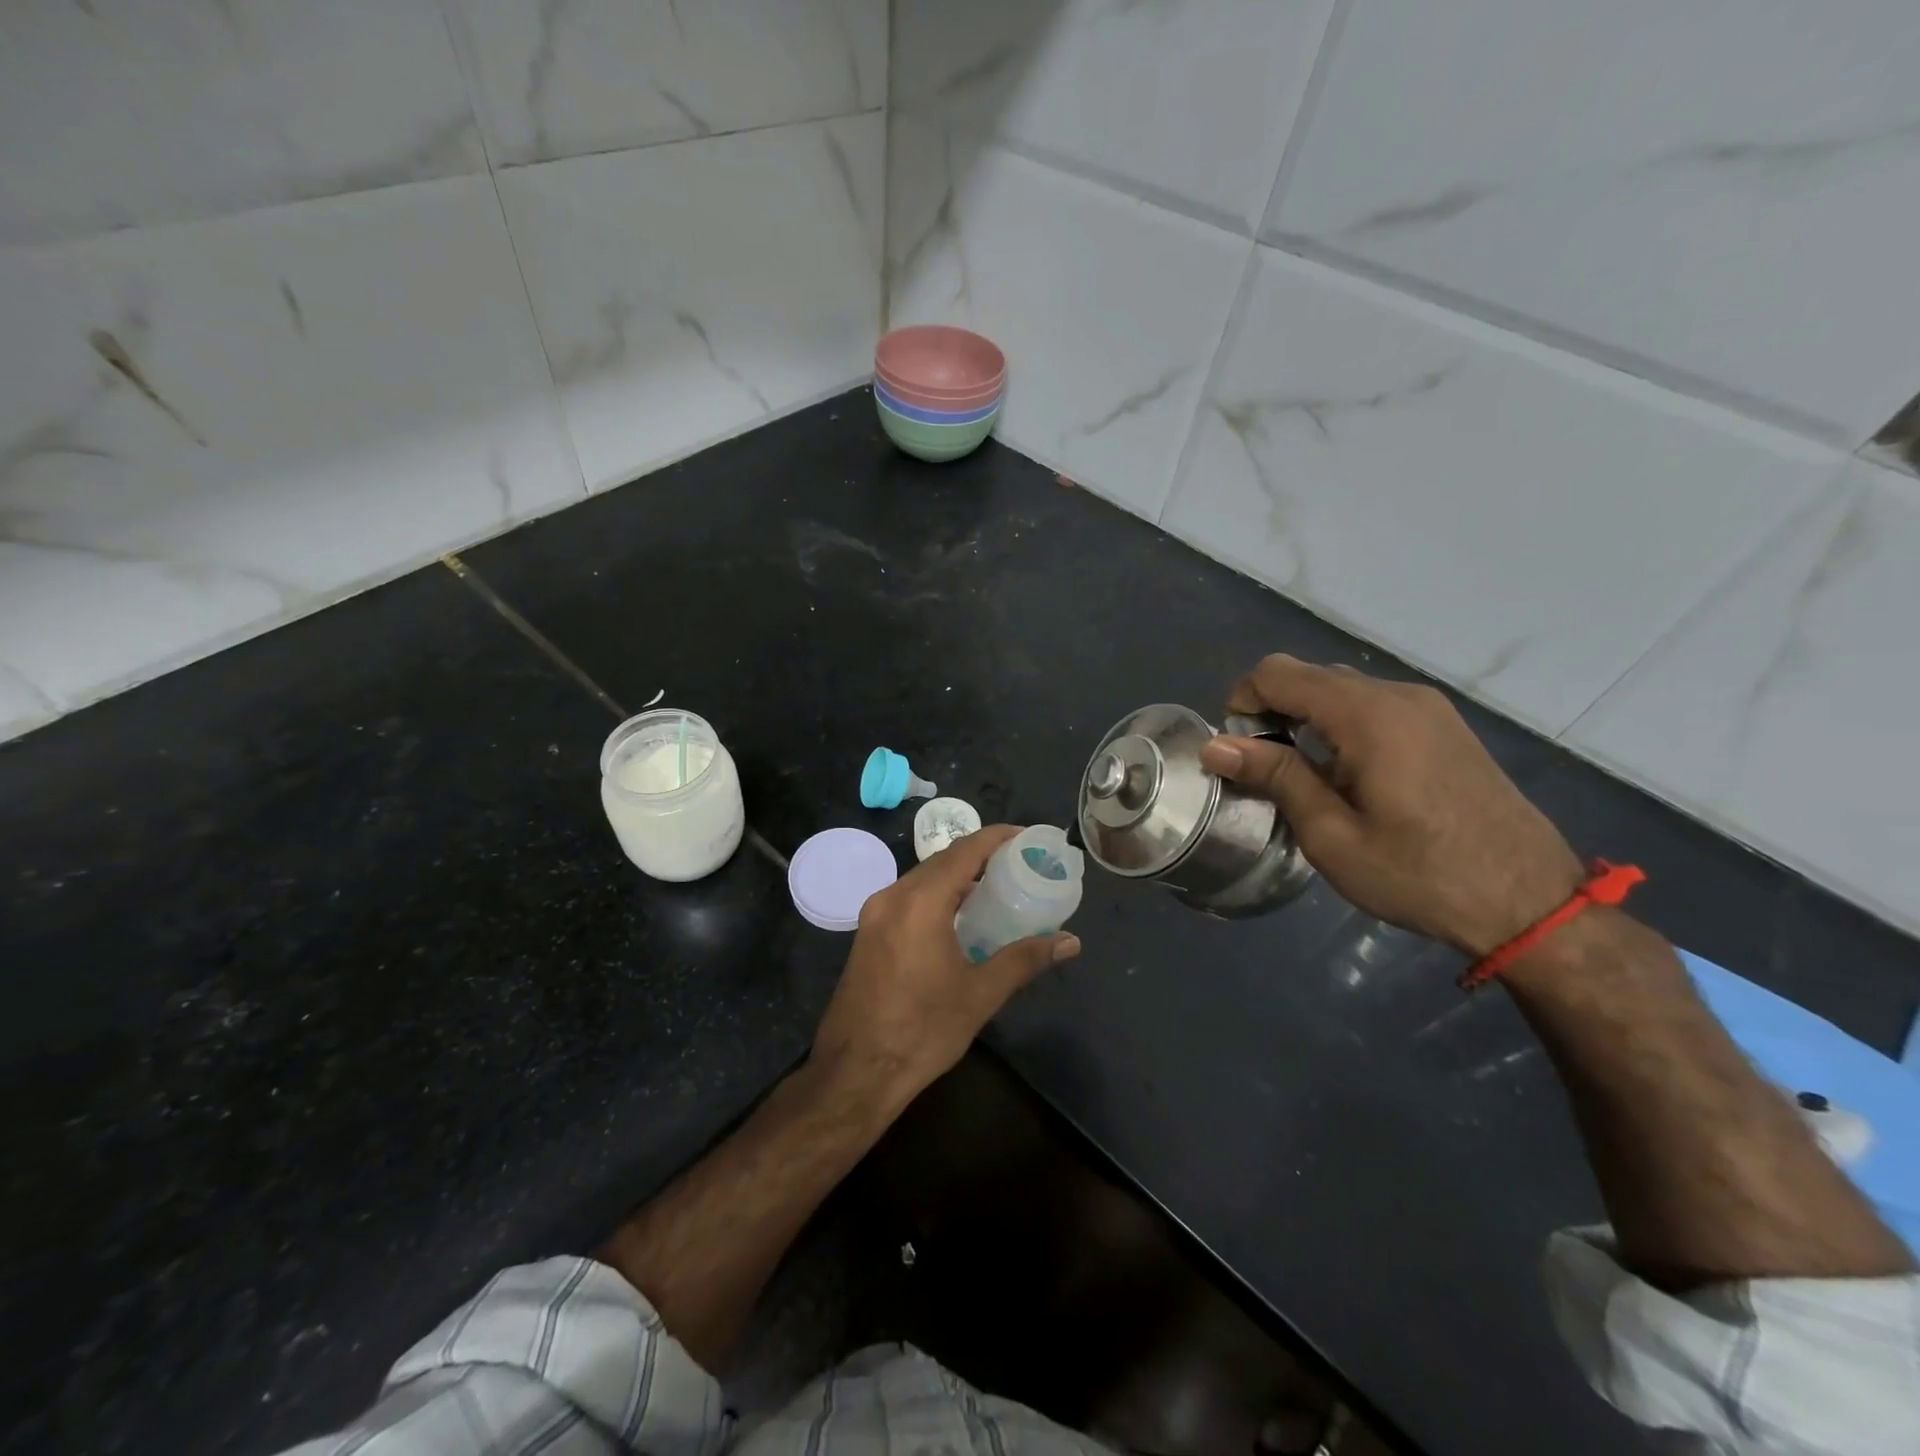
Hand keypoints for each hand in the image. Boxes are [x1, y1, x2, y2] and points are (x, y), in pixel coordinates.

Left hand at [810, 825, 1080, 1103]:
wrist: (854, 1072)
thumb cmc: (922, 1031)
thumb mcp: (980, 994)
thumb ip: (1025, 960)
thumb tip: (1070, 941)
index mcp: (920, 902)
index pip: (964, 851)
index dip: (997, 837)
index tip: (1027, 837)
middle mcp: (892, 897)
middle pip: (942, 861)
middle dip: (980, 857)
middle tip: (1018, 865)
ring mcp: (874, 915)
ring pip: (922, 879)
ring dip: (957, 878)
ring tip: (996, 888)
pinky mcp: (867, 934)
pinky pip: (908, 899)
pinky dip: (937, 896)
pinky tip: (959, 918)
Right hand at [1199, 655, 1583, 955]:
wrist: (1531, 903)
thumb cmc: (1421, 874)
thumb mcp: (1332, 834)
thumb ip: (1275, 776)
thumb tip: (1215, 744)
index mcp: (1368, 715)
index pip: (1278, 673)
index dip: (1242, 702)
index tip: (1238, 752)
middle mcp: (1398, 695)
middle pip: (1308, 675)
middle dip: (1271, 710)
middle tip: (1265, 770)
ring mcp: (1428, 707)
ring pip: (1340, 688)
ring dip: (1305, 718)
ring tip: (1303, 777)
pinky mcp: (1444, 725)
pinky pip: (1372, 705)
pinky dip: (1339, 724)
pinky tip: (1346, 775)